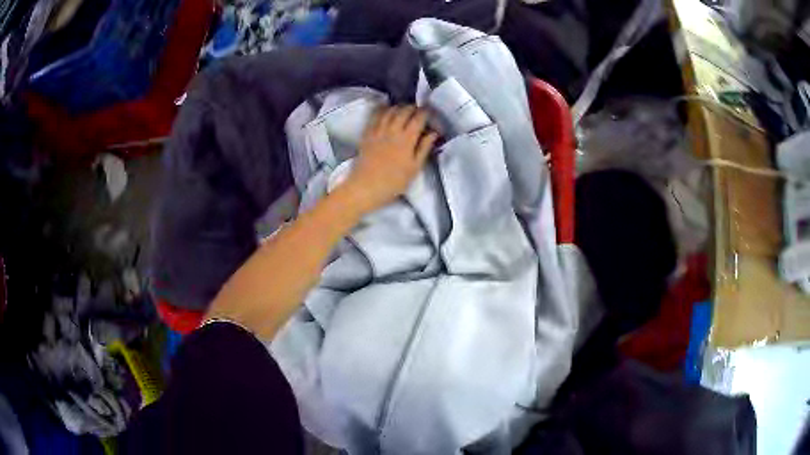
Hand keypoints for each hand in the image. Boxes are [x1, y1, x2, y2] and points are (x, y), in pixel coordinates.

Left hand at [342, 105, 437, 213]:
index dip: (426, 113)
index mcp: (407, 139)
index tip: (429, 113)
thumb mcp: (414, 168)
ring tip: (403, 109)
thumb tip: (433, 133)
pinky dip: (382, 110)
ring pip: (389, 111)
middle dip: (413, 108)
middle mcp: (393, 130)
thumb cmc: (394, 181)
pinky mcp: (367, 134)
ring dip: (398, 107)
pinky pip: (375, 116)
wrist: (366, 187)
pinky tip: (385, 109)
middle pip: (404, 111)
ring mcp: (378, 130)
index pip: (418, 118)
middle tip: (417, 111)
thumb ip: (424, 148)